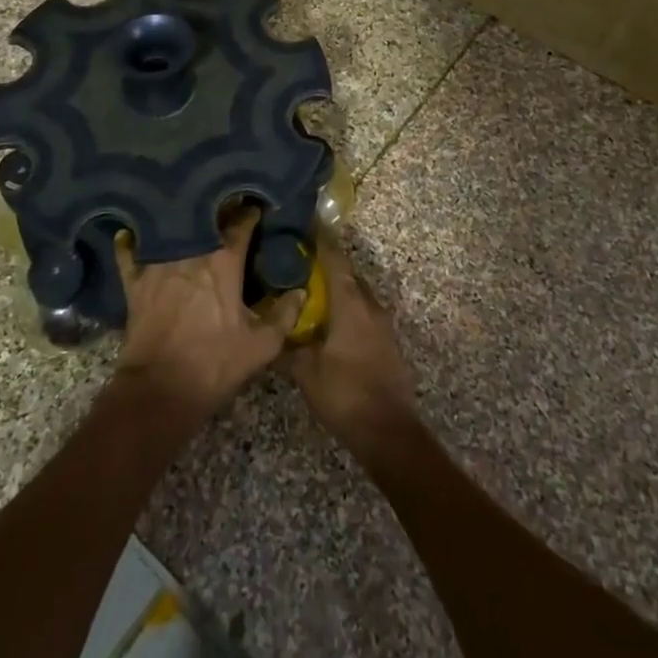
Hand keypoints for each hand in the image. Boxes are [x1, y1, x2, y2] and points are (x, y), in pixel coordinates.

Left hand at [114, 204, 303, 417]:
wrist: (160, 390)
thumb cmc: (215, 364)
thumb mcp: (261, 346)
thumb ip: (284, 315)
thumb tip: (300, 291)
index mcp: (224, 261)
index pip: (241, 224)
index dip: (250, 213)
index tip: (256, 208)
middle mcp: (191, 251)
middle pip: (205, 218)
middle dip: (216, 210)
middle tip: (223, 206)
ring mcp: (158, 262)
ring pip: (170, 228)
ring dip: (180, 220)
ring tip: (186, 213)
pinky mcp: (134, 280)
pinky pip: (129, 251)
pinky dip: (132, 241)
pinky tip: (133, 234)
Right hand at [286, 230, 415, 457]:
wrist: (389, 433)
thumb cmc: (345, 394)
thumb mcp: (306, 372)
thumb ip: (287, 348)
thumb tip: (269, 334)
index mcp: (351, 304)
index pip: (335, 259)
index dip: (321, 240)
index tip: (307, 224)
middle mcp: (370, 306)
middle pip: (348, 274)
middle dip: (327, 264)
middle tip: (300, 260)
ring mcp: (383, 325)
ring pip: (358, 294)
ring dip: (338, 289)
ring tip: (312, 290)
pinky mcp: (388, 343)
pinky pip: (365, 314)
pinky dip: (348, 309)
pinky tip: (331, 322)